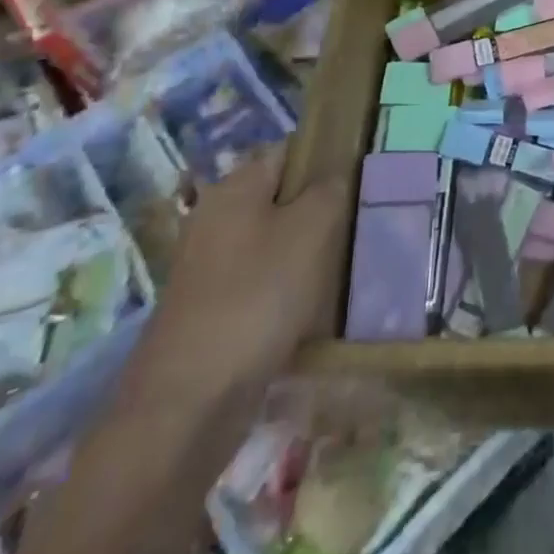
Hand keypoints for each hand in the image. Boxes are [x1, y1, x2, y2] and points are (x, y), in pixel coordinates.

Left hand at [131, 148, 348, 408]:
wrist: (189, 402)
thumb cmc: (256, 297)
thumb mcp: (311, 228)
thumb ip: (330, 189)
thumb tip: (335, 174)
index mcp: (234, 187)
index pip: (290, 151)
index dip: (328, 158)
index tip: (363, 178)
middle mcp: (216, 218)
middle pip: (283, 198)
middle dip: (321, 210)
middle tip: (362, 224)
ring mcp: (210, 267)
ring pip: (275, 243)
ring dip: (308, 253)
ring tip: (347, 266)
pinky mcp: (212, 310)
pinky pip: (262, 283)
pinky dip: (288, 291)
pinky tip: (316, 307)